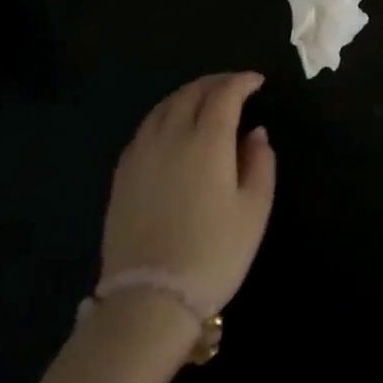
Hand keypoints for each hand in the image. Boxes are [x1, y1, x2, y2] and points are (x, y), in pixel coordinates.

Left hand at [101, 73, 276, 323]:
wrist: (150, 300)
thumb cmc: (215, 252)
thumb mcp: (256, 208)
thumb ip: (260, 162)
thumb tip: (255, 134)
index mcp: (206, 142)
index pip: (224, 95)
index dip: (242, 82)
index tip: (258, 82)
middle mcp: (169, 138)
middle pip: (190, 94)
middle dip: (215, 83)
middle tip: (235, 86)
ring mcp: (140, 156)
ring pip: (162, 108)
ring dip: (187, 95)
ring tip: (205, 100)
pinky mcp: (122, 177)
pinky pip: (145, 130)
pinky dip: (165, 116)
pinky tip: (173, 129)